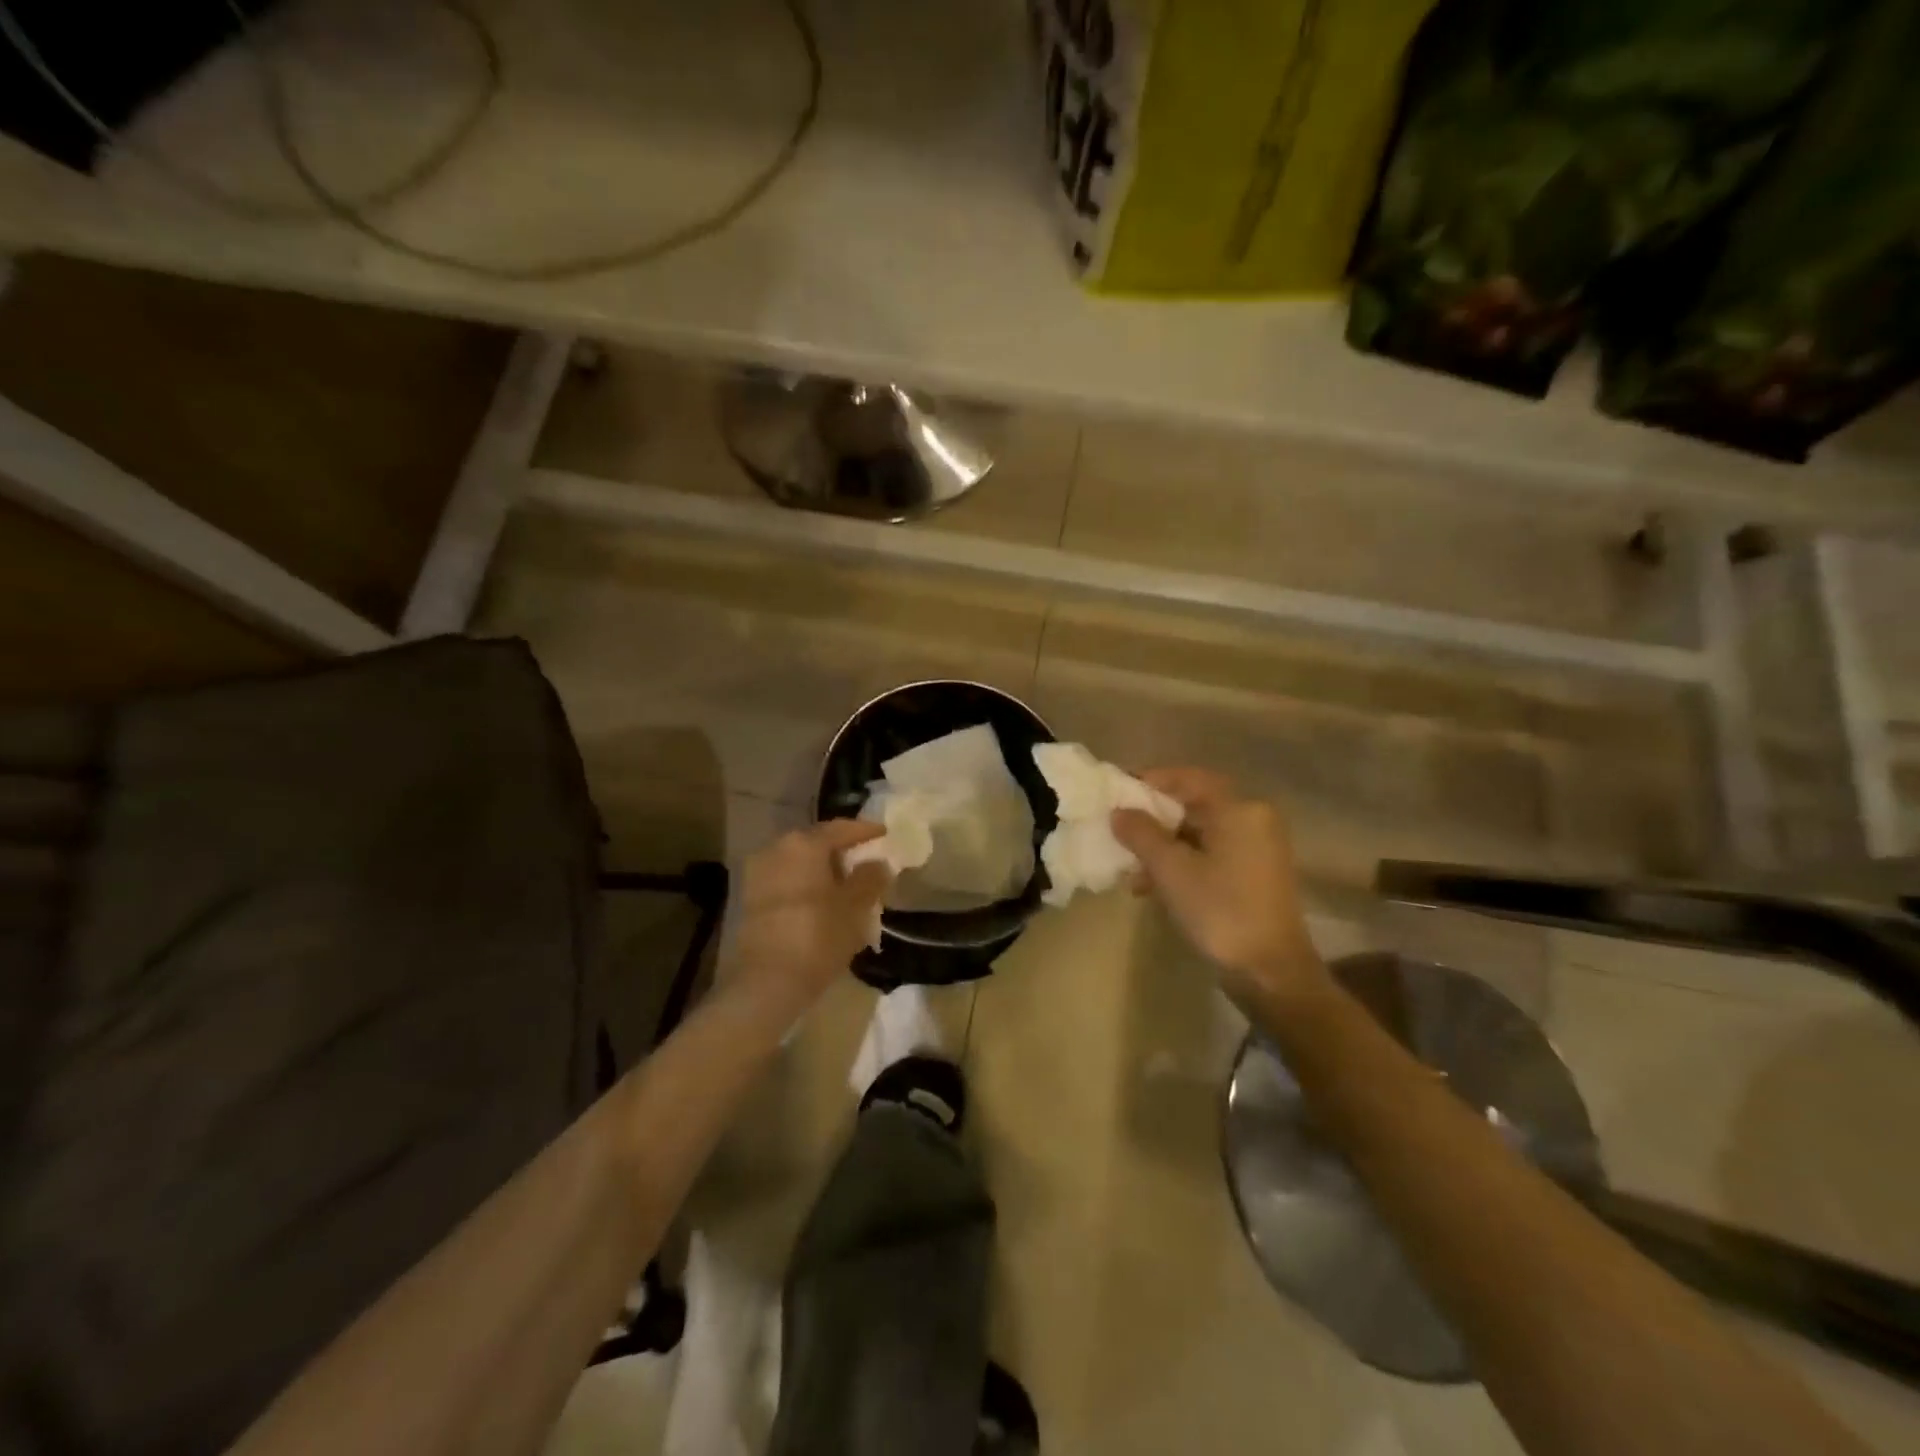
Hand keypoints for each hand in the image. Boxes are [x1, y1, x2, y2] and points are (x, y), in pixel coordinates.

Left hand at [724, 820, 890, 1027]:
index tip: (884, 833)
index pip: (840, 828)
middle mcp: (776, 849)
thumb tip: (878, 863)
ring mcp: (758, 874)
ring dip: (822, 870)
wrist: (766, 982)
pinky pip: (786, 881)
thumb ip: (870, 879)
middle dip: (841, 851)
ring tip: (846, 886)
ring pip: (799, 863)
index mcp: (804, 844)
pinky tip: (821, 902)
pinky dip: (805, 885)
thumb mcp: (855, 907)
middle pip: (816, 843)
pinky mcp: (749, 899)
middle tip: (865, 861)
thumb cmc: (817, 936)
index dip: (865, 831)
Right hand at [1112, 769, 1327, 1007]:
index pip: (1188, 778)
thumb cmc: (1221, 910)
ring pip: (1199, 833)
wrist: (1270, 972)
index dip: (1150, 781)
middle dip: (1153, 819)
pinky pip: (1210, 854)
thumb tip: (1119, 812)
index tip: (1117, 791)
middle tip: (1119, 829)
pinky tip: (1151, 886)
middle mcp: (1253, 819)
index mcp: (1239, 809)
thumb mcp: (1172, 870)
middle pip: (1193, 805)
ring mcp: (1256, 848)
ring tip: (1130, 869)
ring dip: (1163, 846)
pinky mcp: (1254, 874)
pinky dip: (1181, 862)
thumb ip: (1142, 834)